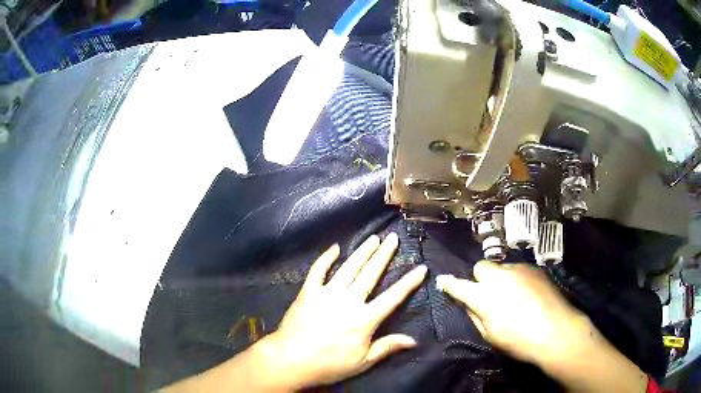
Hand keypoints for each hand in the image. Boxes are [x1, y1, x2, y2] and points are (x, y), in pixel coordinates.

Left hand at [261, 233, 427, 389]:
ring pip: (349, 267)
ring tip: (373, 238)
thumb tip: (414, 340)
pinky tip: (335, 248)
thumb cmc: (329, 364)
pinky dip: (326, 258)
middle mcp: (349, 300)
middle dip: (384, 255)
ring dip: (362, 251)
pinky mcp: (308, 291)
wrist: (291, 359)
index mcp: (365, 319)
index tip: (421, 268)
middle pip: (371, 274)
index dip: (409, 282)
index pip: (393, 297)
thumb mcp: (363, 362)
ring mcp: (327, 293)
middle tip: (393, 238)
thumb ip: (387, 347)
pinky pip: (318, 270)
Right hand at [436, 261, 589, 366]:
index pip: (459, 286)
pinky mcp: (534, 269)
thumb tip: (468, 304)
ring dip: (500, 279)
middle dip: (479, 279)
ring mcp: (519, 270)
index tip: (444, 281)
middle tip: (487, 294)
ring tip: (512, 296)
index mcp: (484, 296)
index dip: (449, 284)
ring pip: (501, 268)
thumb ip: (475, 316)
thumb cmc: (519, 340)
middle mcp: (499, 277)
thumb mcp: (490, 335)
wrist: (556, 330)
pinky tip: (526, 294)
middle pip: (481, 267)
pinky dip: (516, 279)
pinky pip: (518, 270)